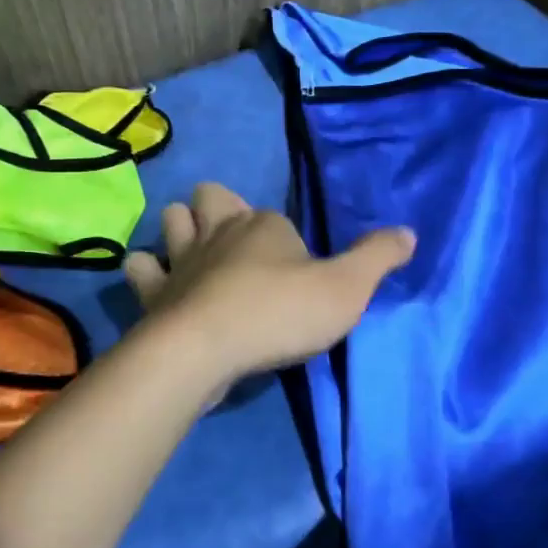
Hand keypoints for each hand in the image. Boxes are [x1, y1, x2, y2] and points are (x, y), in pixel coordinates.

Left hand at [123, 182, 414, 383]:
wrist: (207, 350)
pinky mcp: (153, 292)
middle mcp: (218, 231)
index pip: (272, 215)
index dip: (282, 237)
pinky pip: (139, 268)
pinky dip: (147, 271)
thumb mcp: (346, 288)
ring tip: (194, 254)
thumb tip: (409, 231)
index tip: (296, 271)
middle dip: (217, 209)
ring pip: (170, 220)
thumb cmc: (280, 313)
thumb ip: (377, 258)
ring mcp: (180, 259)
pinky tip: (159, 285)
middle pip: (210, 197)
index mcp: (262, 224)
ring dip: (179, 230)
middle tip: (233, 240)